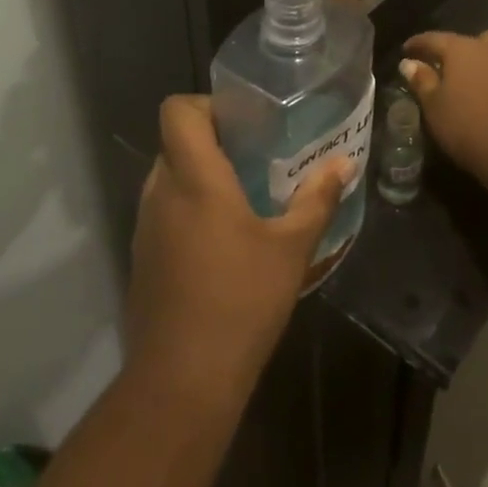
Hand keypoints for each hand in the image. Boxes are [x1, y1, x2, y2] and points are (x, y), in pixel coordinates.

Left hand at [127, 95, 350, 405]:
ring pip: (169, 178)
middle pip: (175, 142)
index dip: (205, 105)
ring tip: (245, 195)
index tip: (242, 122)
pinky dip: (189, 210)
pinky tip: (224, 241)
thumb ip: (318, 199)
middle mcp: (161, 192)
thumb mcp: (292, 247)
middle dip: (212, 141)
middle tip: (255, 154)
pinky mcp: (143, 259)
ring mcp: (145, 228)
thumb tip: (344, 164)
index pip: (177, 110)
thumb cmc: (241, 300)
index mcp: (193, 177)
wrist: (182, 381)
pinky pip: (164, 213)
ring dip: (200, 177)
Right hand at [399, 31, 487, 190]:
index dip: (420, 44)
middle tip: (457, 71)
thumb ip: (423, 82)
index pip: (435, 39)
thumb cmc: (469, 128)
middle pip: (479, 40)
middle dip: (467, 51)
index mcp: (463, 49)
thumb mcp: (435, 109)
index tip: (409, 49)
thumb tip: (409, 62)